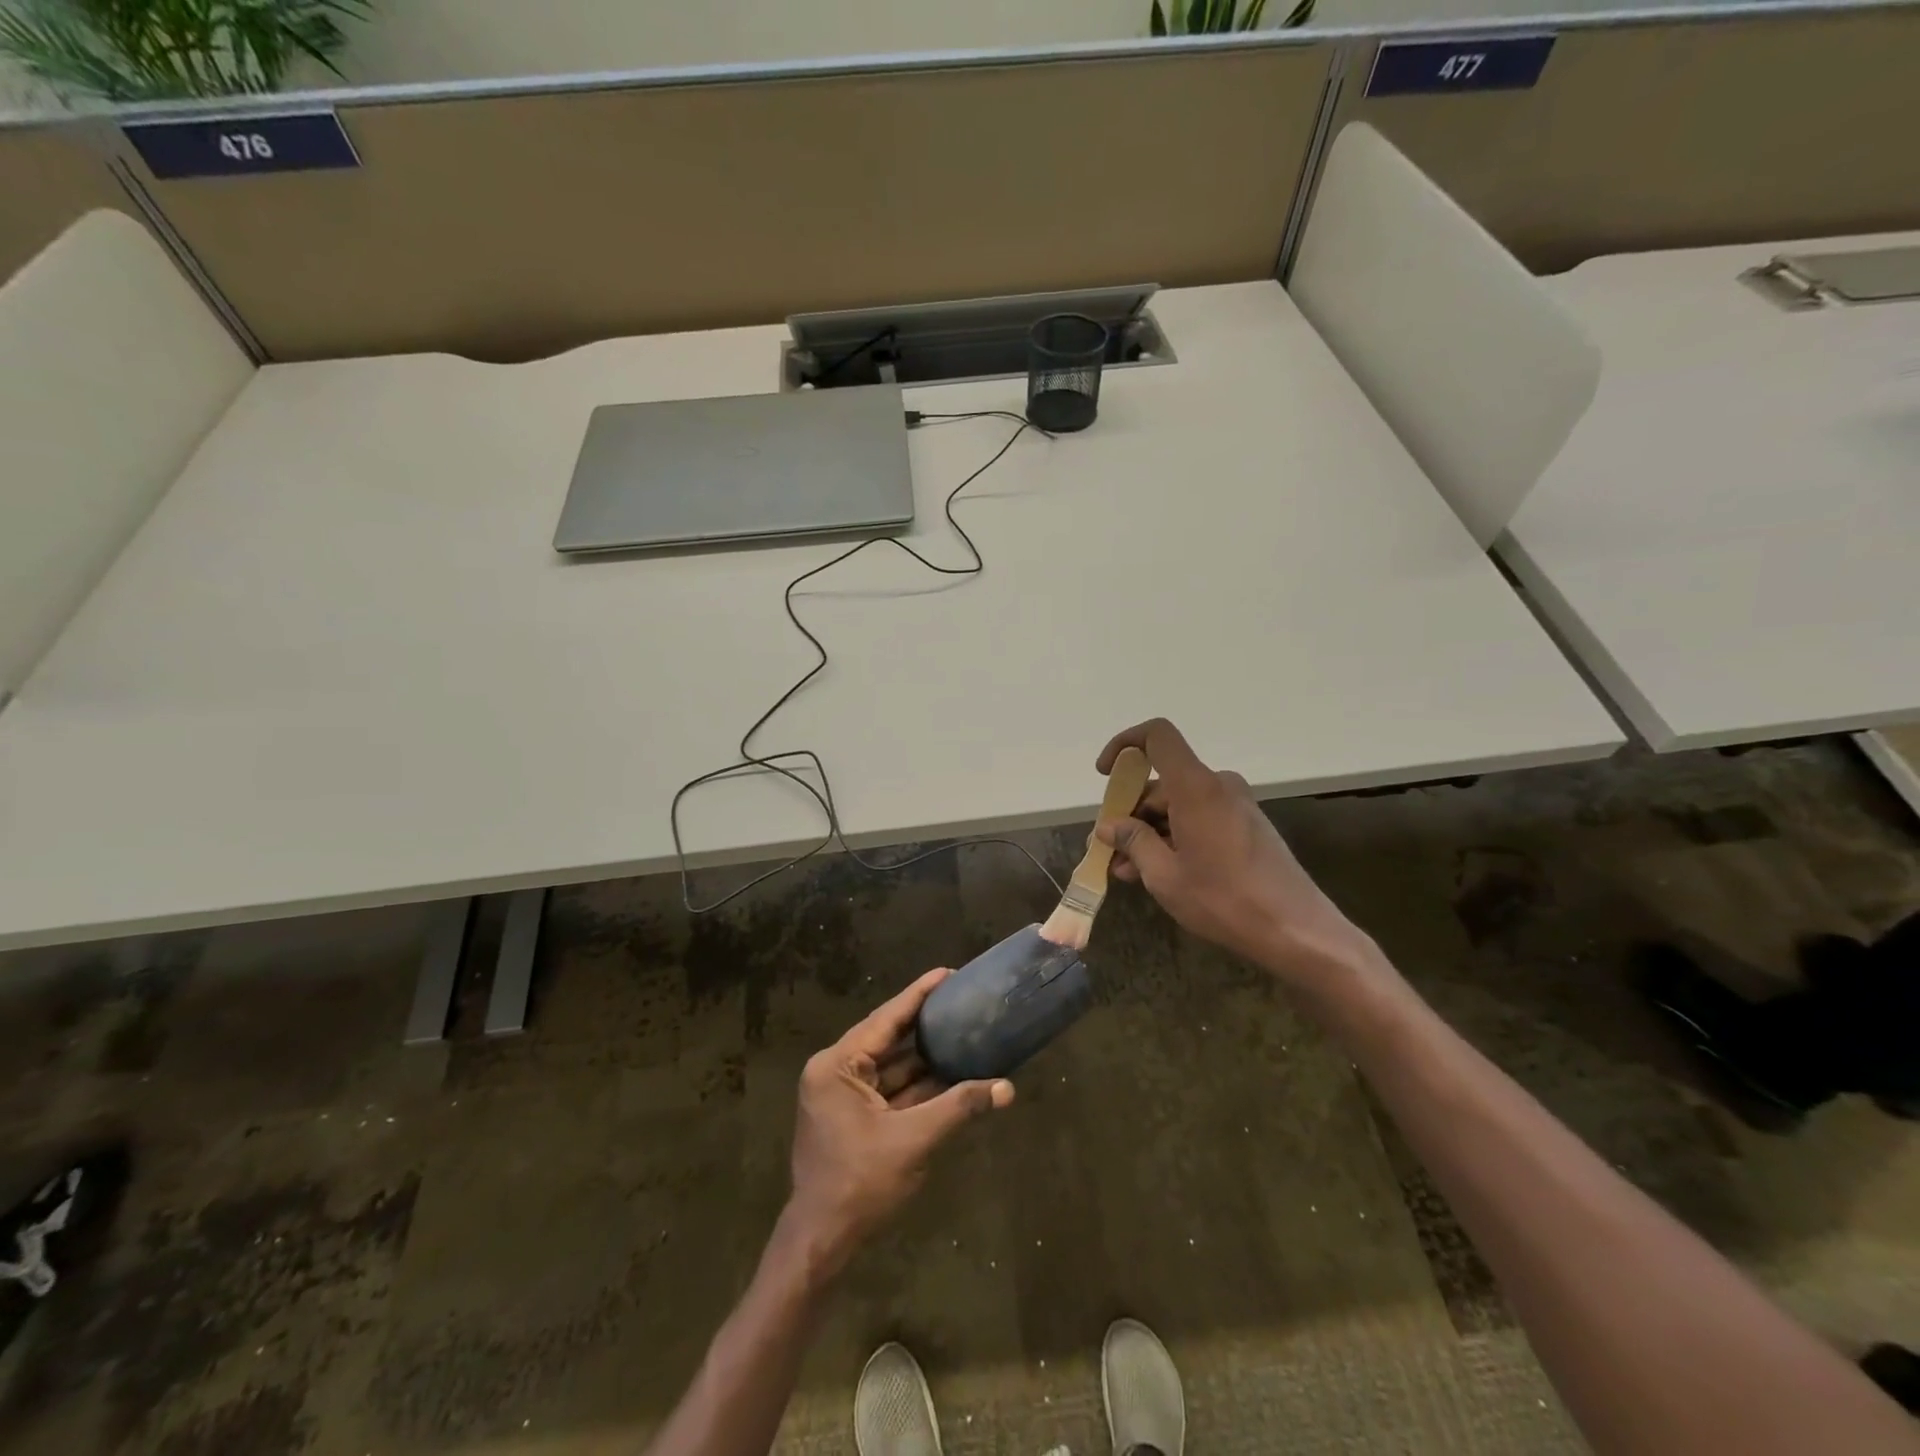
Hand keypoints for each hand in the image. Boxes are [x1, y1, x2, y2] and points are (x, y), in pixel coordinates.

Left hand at [785, 968, 1014, 1274]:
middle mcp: (836, 1071)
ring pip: (891, 1066)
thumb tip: (1007, 1088)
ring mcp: (843, 1096)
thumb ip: (959, 1107)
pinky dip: (917, 1084)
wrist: (822, 1242)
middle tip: (961, 999)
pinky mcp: (853, 1117)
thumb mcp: (913, 1140)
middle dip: (925, 1023)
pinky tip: (950, 1071)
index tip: (947, 973)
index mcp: (837, 1065)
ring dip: (925, 1056)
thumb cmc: (860, 1184)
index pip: (885, 1019)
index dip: (918, 995)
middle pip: (888, 1039)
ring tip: (962, 1029)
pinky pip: (890, 1089)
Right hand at [1094, 719, 1377, 987]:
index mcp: (1196, 787)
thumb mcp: (1164, 875)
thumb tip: (1108, 826)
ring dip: (1150, 832)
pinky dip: (1174, 838)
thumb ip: (1133, 842)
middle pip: (1163, 782)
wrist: (1296, 931)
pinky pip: (1199, 819)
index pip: (1158, 736)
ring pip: (1179, 806)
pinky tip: (1158, 872)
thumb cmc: (1224, 900)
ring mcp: (1236, 805)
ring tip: (1127, 871)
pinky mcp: (1247, 826)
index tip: (1106, 775)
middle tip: (1109, 849)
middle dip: (1131, 813)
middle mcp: (1218, 786)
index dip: (1125, 745)